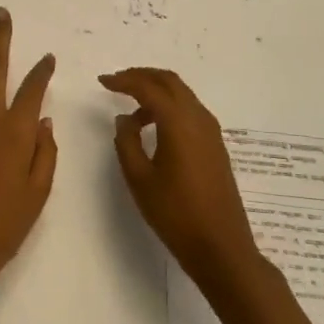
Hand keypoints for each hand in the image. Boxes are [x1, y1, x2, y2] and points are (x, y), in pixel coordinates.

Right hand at [100, 68, 261, 294]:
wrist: (221, 246)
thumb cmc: (176, 213)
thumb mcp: (140, 178)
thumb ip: (127, 142)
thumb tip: (125, 118)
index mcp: (179, 122)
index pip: (148, 87)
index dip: (123, 81)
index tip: (102, 81)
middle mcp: (198, 118)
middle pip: (170, 81)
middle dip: (142, 76)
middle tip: (117, 82)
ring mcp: (211, 131)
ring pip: (182, 94)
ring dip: (157, 91)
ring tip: (131, 108)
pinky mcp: (215, 145)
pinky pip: (190, 110)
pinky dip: (169, 106)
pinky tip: (154, 126)